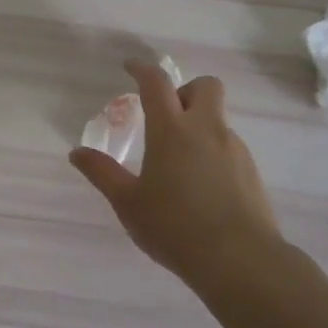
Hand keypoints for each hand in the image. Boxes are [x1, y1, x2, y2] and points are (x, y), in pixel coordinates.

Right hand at [70, 59, 285, 291]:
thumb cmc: (174, 227)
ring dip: (198, 124)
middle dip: (184, 90)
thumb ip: (102, 173)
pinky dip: (211, 151)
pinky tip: (199, 185)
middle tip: (165, 115)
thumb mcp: (128, 202)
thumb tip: (77, 152)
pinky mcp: (251, 172)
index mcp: (171, 131)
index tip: (130, 67)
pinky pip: (228, 147)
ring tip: (177, 162)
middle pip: (205, 86)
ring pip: (217, 119)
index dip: (142, 70)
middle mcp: (206, 130)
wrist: (240, 260)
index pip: (157, 83)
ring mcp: (234, 150)